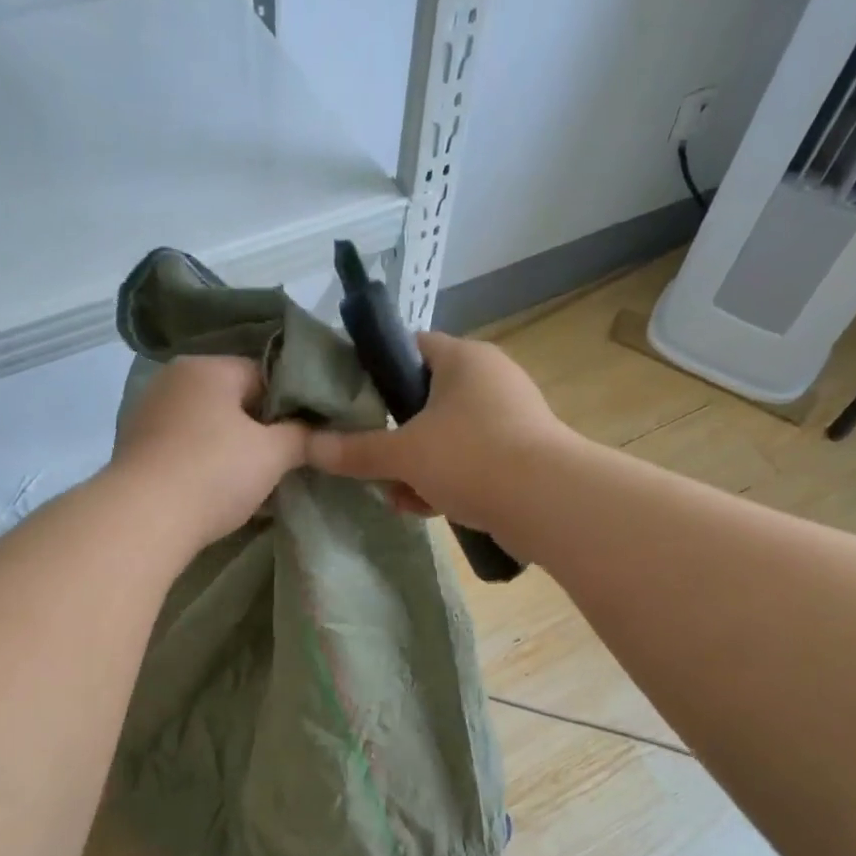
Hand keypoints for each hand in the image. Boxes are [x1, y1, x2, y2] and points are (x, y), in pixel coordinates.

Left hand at [112, 355, 308, 548]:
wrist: (145, 519)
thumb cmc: (215, 473)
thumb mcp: (273, 454)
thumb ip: (301, 436)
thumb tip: (318, 432)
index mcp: (207, 367)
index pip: (264, 374)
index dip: (290, 406)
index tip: (304, 439)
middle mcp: (173, 379)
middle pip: (232, 400)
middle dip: (259, 431)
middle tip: (282, 464)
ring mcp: (148, 413)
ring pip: (207, 427)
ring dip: (230, 451)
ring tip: (252, 484)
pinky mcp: (135, 449)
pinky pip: (183, 449)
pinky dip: (202, 465)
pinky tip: (215, 493)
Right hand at [306, 331, 573, 532]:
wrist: (547, 503)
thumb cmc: (471, 458)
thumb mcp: (404, 455)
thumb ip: (355, 451)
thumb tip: (307, 447)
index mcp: (463, 359)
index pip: (408, 347)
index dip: (375, 371)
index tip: (350, 403)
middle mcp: (489, 379)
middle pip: (424, 400)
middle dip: (394, 436)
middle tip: (370, 460)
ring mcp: (508, 418)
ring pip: (446, 437)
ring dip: (417, 466)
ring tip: (397, 495)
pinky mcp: (519, 455)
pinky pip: (469, 462)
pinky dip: (446, 482)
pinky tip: (426, 508)